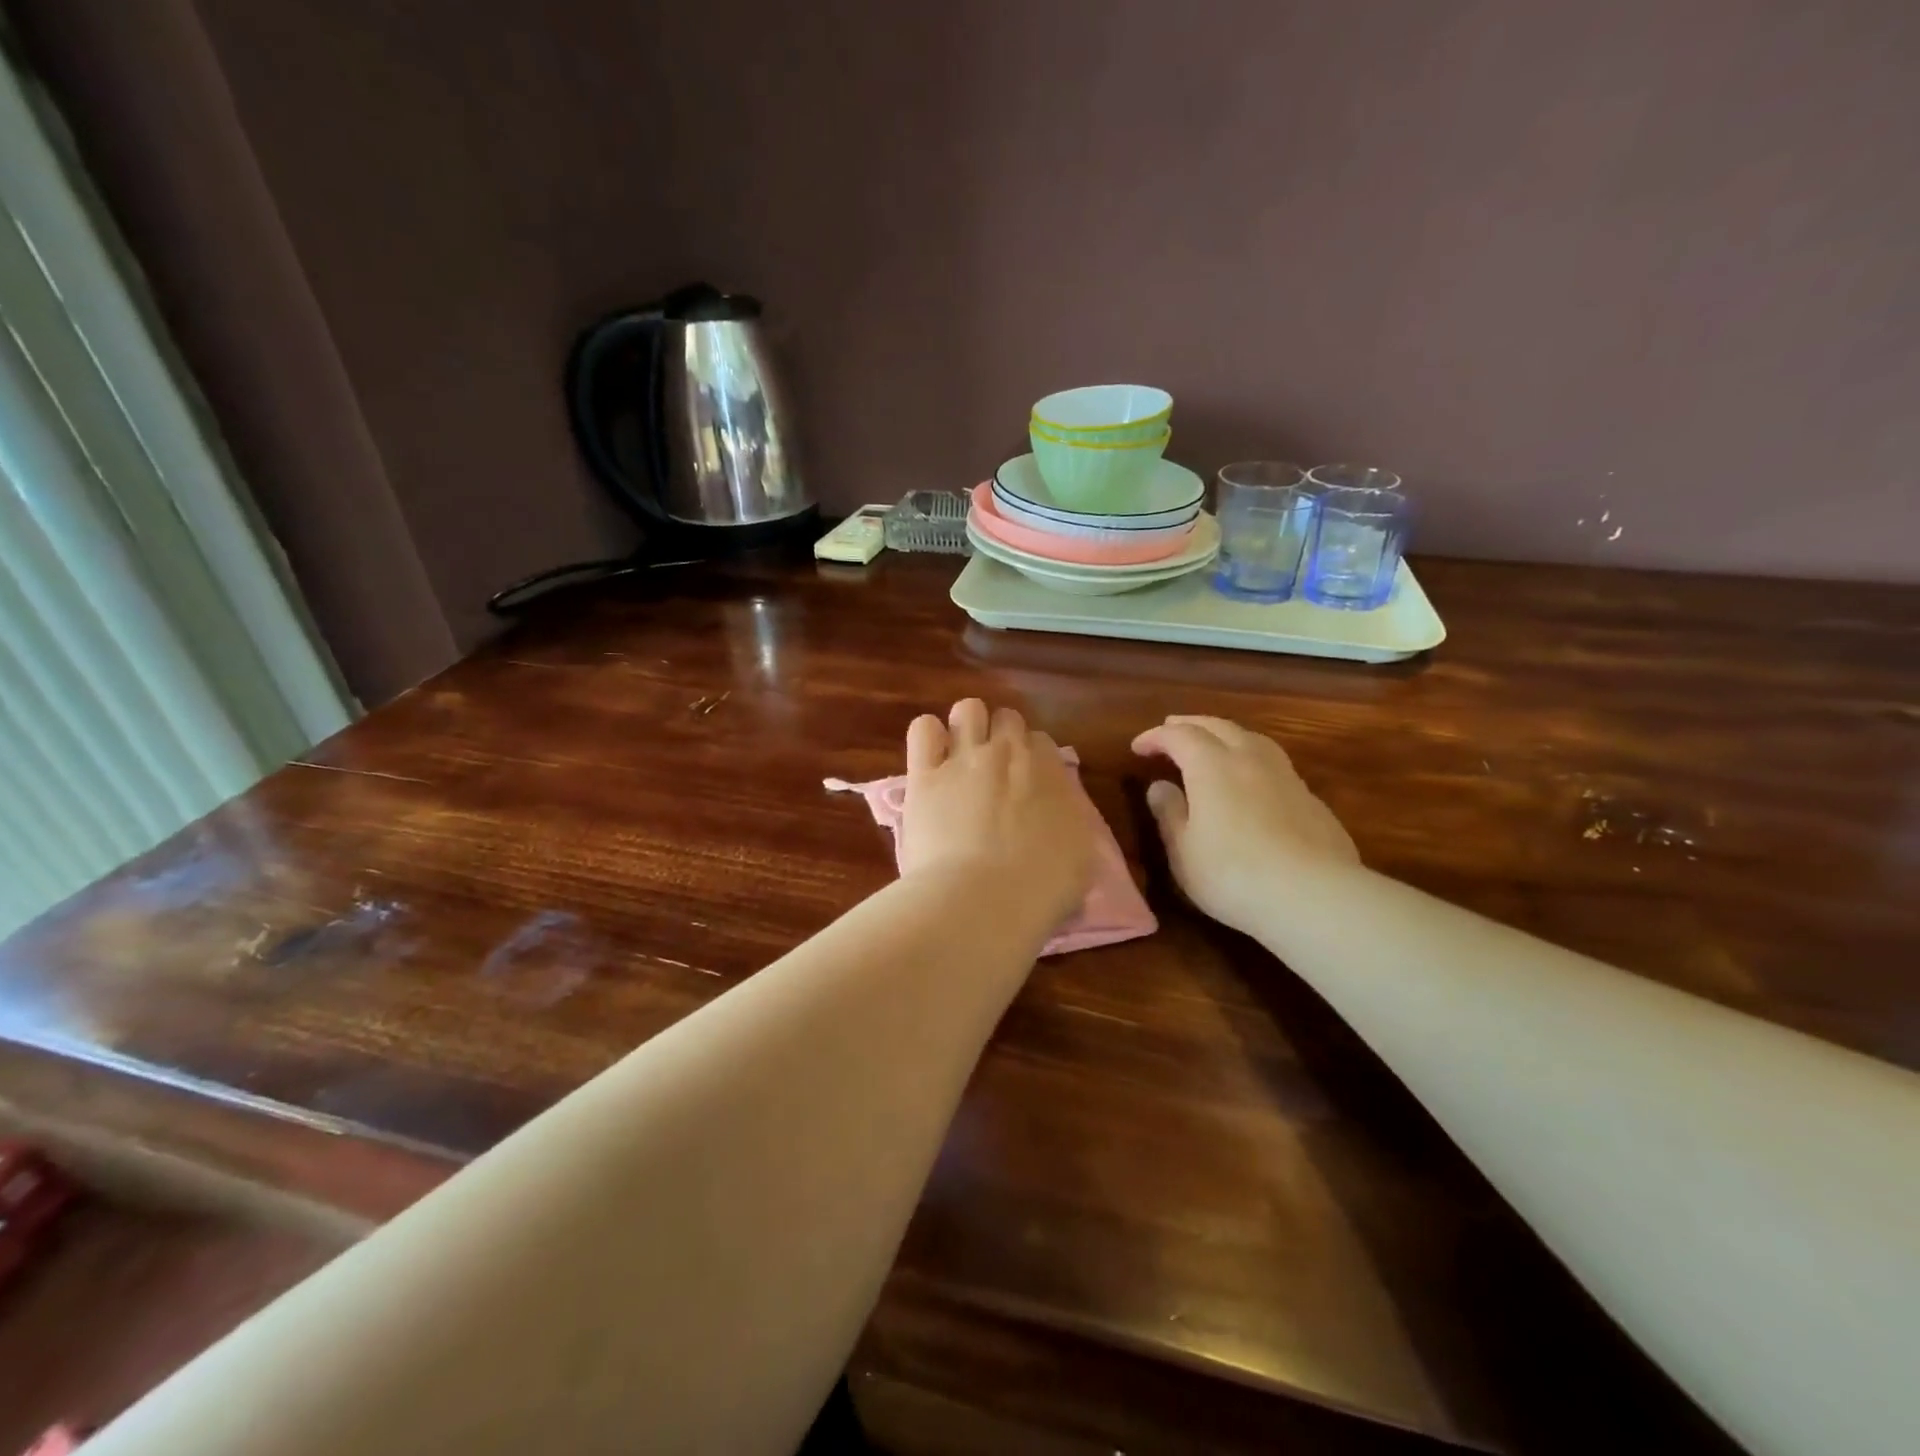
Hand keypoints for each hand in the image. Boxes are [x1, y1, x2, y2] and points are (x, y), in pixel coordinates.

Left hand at [900, 699, 1096, 927]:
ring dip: (967, 727)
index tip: (1026, 785)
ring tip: (961, 757)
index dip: (1032, 760)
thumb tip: (1060, 819)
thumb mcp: (1080, 858)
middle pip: (1007, 718)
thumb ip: (1069, 824)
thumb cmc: (1041, 890)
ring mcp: (964, 758)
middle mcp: (1009, 753)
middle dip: (1001, 737)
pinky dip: (928, 737)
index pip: (1042, 742)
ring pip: (968, 709)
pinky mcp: (923, 774)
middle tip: (995, 772)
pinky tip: (930, 760)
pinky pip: (923, 728)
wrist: (983, 900)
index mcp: (1051, 772)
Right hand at [1132, 715, 1358, 938]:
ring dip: (1225, 734)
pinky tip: (1251, 779)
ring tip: (1213, 743)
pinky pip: (1273, 763)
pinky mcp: (1310, 799)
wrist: (1313, 896)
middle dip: (1191, 724)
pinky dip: (1251, 758)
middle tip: (1171, 729)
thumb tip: (1160, 786)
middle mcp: (1249, 759)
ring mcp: (1285, 776)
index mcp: (1212, 766)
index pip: (1179, 736)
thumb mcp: (1183, 850)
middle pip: (1218, 727)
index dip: (1156, 737)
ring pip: (1252, 738)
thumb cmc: (1232, 874)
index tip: (1138, 747)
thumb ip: (1169, 813)